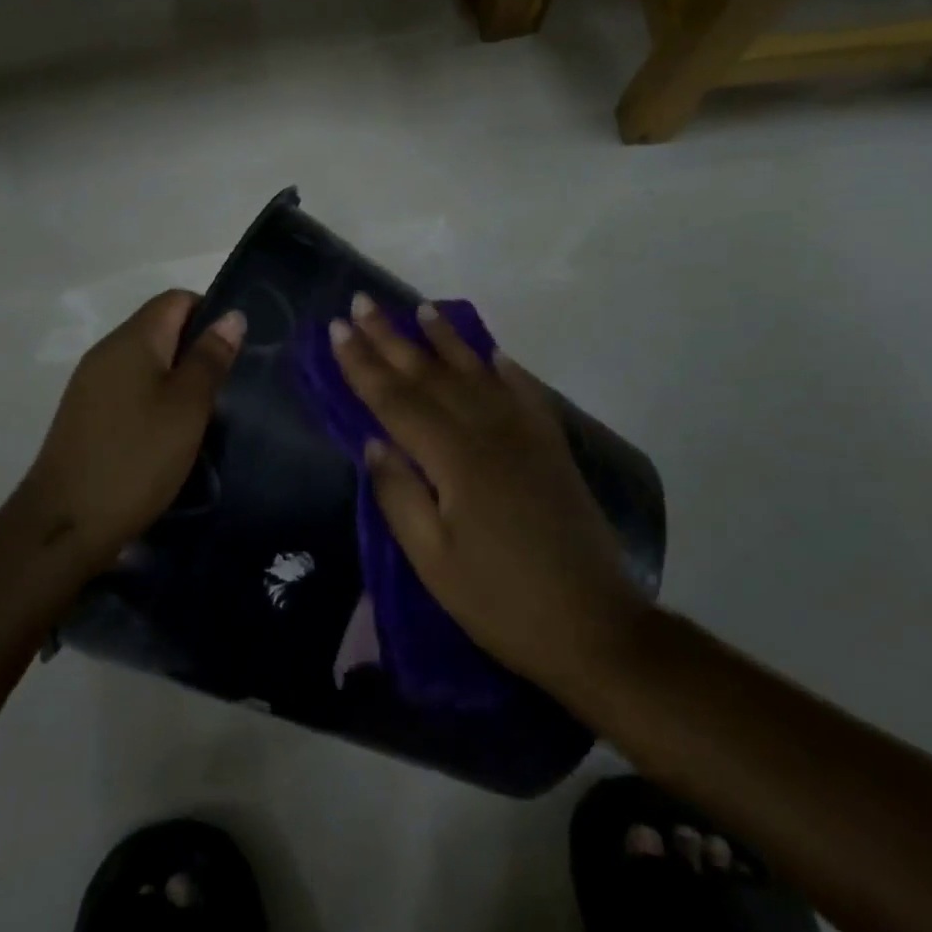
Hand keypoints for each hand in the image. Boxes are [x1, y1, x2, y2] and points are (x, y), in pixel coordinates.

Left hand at [14, 290, 244, 570]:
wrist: (65, 523)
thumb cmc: (136, 458)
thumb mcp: (187, 407)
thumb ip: (210, 358)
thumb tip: (231, 315)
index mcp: (132, 339)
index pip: (176, 299)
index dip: (210, 313)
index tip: (234, 352)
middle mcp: (107, 351)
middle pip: (160, 328)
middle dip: (196, 349)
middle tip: (227, 387)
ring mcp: (91, 383)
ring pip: (145, 361)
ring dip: (176, 378)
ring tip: (204, 414)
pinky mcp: (85, 413)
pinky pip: (129, 388)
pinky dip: (154, 399)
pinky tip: (169, 434)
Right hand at [331, 295, 645, 697]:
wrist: (594, 628)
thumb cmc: (500, 601)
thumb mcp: (433, 561)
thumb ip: (399, 495)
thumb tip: (373, 442)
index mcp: (454, 459)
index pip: (395, 399)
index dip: (361, 364)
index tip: (336, 329)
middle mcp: (488, 432)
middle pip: (430, 374)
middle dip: (390, 337)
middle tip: (362, 303)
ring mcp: (525, 435)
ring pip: (476, 372)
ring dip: (444, 339)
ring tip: (420, 309)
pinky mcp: (551, 448)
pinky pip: (524, 393)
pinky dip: (504, 369)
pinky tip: (492, 353)